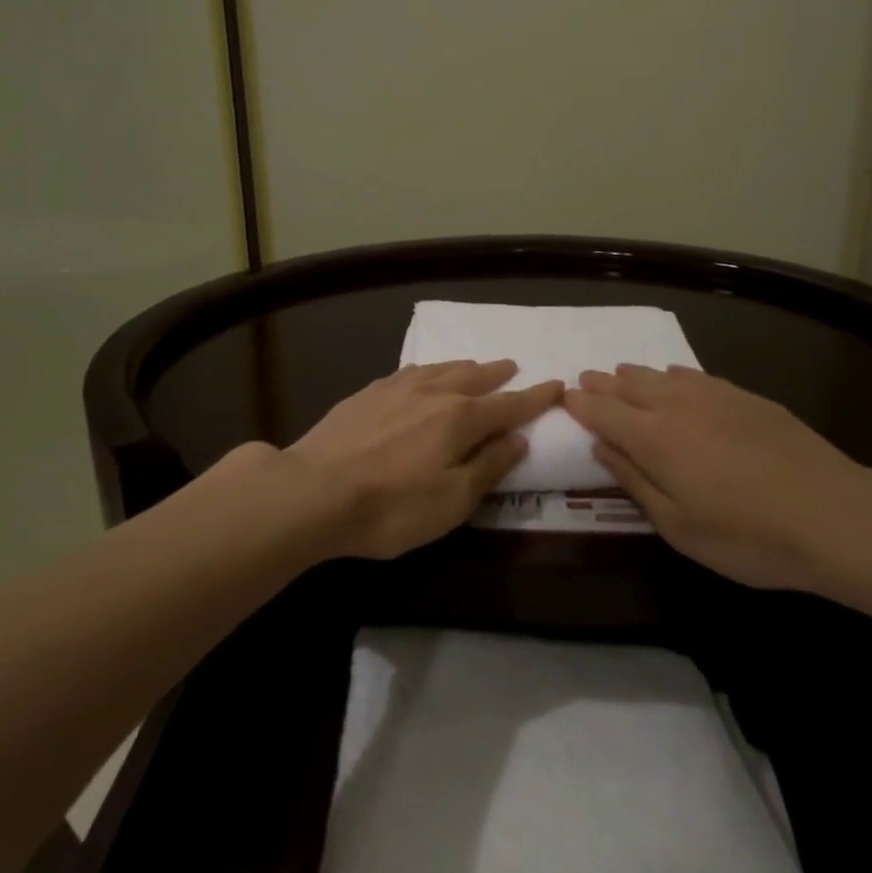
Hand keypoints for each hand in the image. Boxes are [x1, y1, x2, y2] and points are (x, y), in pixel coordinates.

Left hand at [287, 360, 563, 559]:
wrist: (314, 491)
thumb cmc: (392, 507)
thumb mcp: (452, 501)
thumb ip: (488, 467)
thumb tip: (518, 439)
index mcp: (461, 419)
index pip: (509, 405)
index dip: (536, 398)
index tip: (557, 385)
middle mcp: (434, 393)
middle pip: (475, 378)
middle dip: (498, 374)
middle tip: (513, 366)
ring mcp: (397, 389)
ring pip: (441, 369)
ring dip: (465, 367)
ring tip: (475, 365)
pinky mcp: (367, 393)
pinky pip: (410, 372)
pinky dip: (428, 370)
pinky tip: (422, 374)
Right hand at [564, 365, 871, 593]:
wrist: (834, 515)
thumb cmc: (747, 536)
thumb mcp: (678, 526)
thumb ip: (635, 482)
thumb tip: (601, 449)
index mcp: (653, 438)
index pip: (603, 413)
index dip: (581, 404)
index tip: (565, 397)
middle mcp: (676, 406)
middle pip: (629, 387)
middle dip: (603, 384)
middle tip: (585, 379)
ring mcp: (714, 396)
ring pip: (661, 375)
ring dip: (634, 374)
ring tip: (619, 373)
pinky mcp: (746, 397)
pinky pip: (696, 375)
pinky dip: (673, 374)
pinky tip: (673, 375)